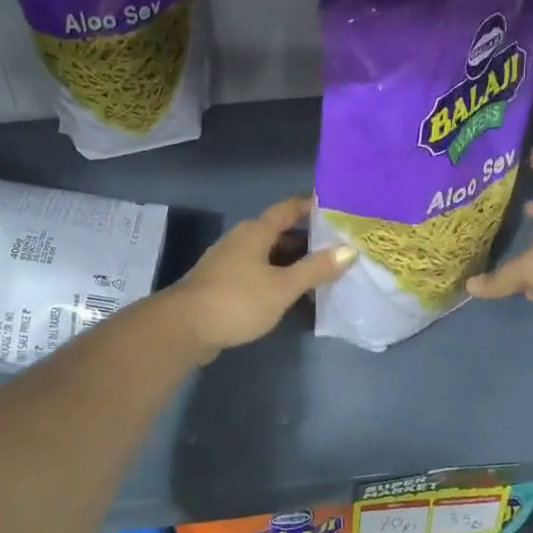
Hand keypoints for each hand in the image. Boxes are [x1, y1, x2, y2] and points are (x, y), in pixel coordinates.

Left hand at [167, 197, 354, 360]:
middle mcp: (241, 240)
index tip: (339, 207)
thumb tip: (349, 250)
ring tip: (324, 272)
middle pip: (280, 232)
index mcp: (256, 231)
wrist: (183, 328)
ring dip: (294, 261)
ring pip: (269, 255)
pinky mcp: (223, 284)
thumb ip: (315, 269)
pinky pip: (258, 273)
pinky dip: (278, 278)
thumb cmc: (236, 300)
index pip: (289, 208)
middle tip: (341, 245)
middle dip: (309, 238)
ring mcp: (229, 262)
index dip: (313, 205)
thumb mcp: (282, 286)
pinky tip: (293, 294)